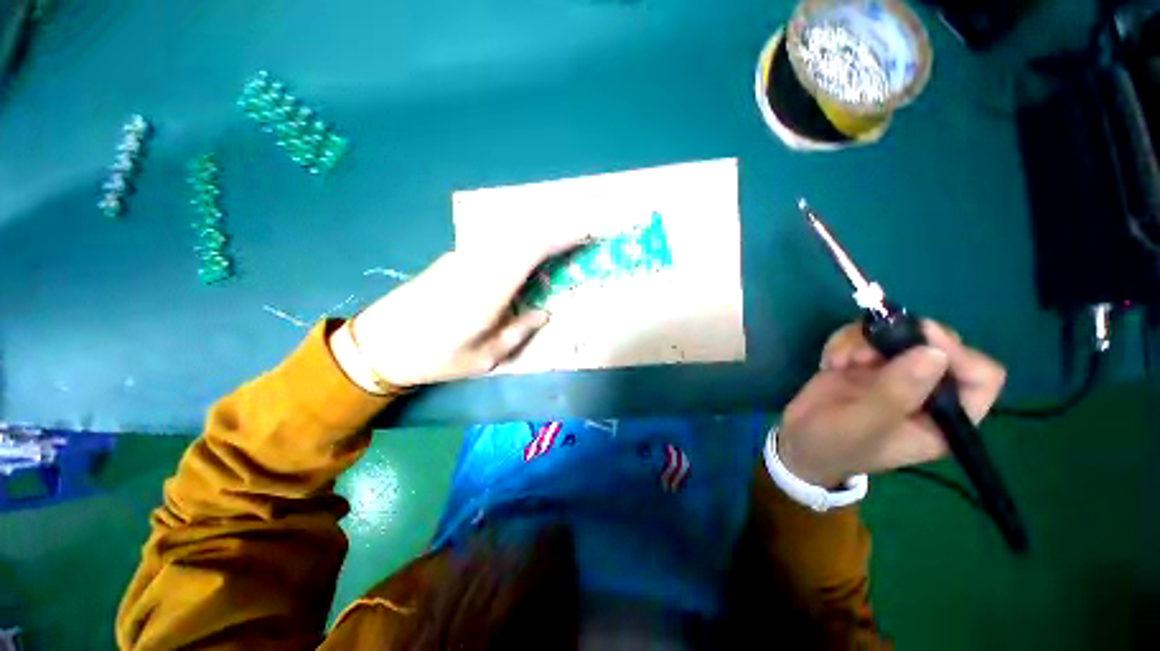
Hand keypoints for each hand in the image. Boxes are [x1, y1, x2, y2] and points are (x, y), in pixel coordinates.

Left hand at [344, 234, 588, 386]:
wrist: (379, 343)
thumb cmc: (435, 357)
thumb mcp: (486, 356)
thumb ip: (520, 331)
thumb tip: (544, 312)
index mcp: (489, 288)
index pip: (532, 248)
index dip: (562, 236)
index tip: (588, 232)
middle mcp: (478, 263)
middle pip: (524, 233)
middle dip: (558, 230)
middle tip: (584, 235)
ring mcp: (464, 257)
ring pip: (510, 235)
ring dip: (539, 234)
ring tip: (563, 243)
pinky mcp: (455, 259)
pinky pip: (496, 243)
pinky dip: (520, 243)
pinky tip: (529, 255)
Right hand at [777, 320, 1006, 486]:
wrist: (797, 441)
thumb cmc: (835, 444)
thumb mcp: (863, 424)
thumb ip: (896, 393)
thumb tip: (934, 352)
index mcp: (944, 418)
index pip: (980, 377)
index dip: (958, 354)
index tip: (920, 339)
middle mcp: (926, 392)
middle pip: (937, 345)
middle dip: (899, 341)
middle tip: (863, 352)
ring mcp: (895, 374)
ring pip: (897, 334)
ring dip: (861, 341)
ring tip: (838, 362)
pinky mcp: (866, 363)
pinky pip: (865, 335)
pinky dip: (843, 342)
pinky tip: (830, 363)